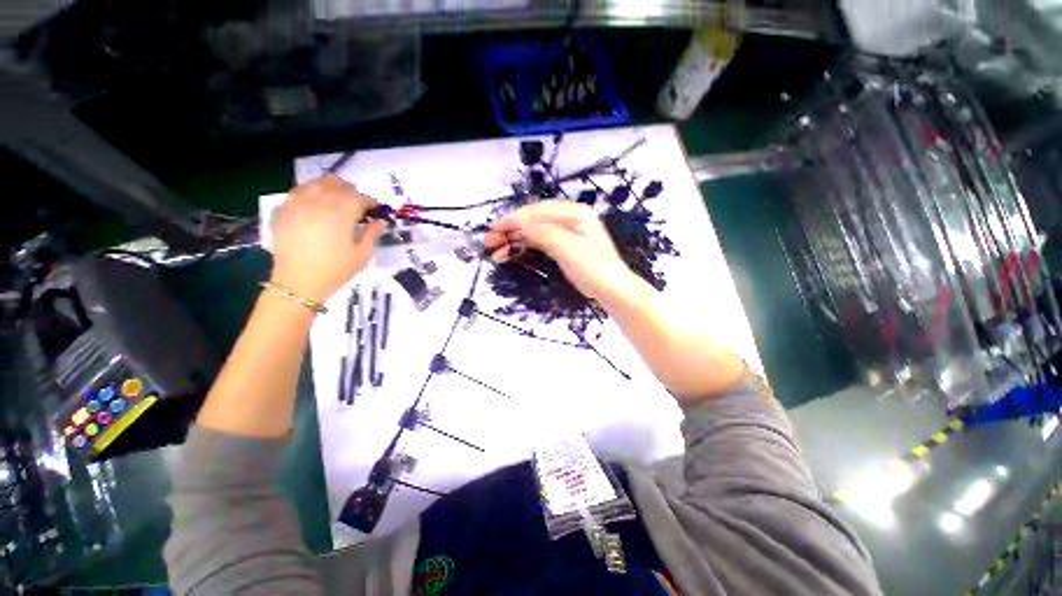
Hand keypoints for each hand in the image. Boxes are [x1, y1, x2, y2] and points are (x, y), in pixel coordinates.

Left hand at [270, 175, 383, 302]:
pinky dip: (309, 192)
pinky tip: (314, 202)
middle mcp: (319, 203)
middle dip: (350, 191)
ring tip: (336, 199)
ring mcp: (298, 204)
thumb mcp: (362, 255)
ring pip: (315, 183)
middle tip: (357, 203)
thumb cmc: (335, 270)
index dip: (370, 201)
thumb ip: (372, 234)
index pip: (359, 198)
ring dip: (330, 188)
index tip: (376, 208)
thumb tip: (380, 221)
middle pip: (337, 184)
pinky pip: (297, 191)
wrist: (298, 283)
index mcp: (341, 214)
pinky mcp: (284, 211)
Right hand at [484, 201, 637, 303]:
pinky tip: (512, 252)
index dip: (513, 219)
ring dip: (515, 239)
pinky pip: (540, 241)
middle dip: (510, 230)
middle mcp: (570, 218)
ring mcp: (568, 232)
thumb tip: (518, 224)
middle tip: (489, 242)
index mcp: (574, 213)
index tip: (492, 229)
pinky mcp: (565, 245)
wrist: (613, 290)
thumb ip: (542, 232)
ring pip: (535, 231)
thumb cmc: (593, 268)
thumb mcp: (568, 248)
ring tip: (496, 252)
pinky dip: (525, 246)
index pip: (537, 212)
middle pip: (534, 220)